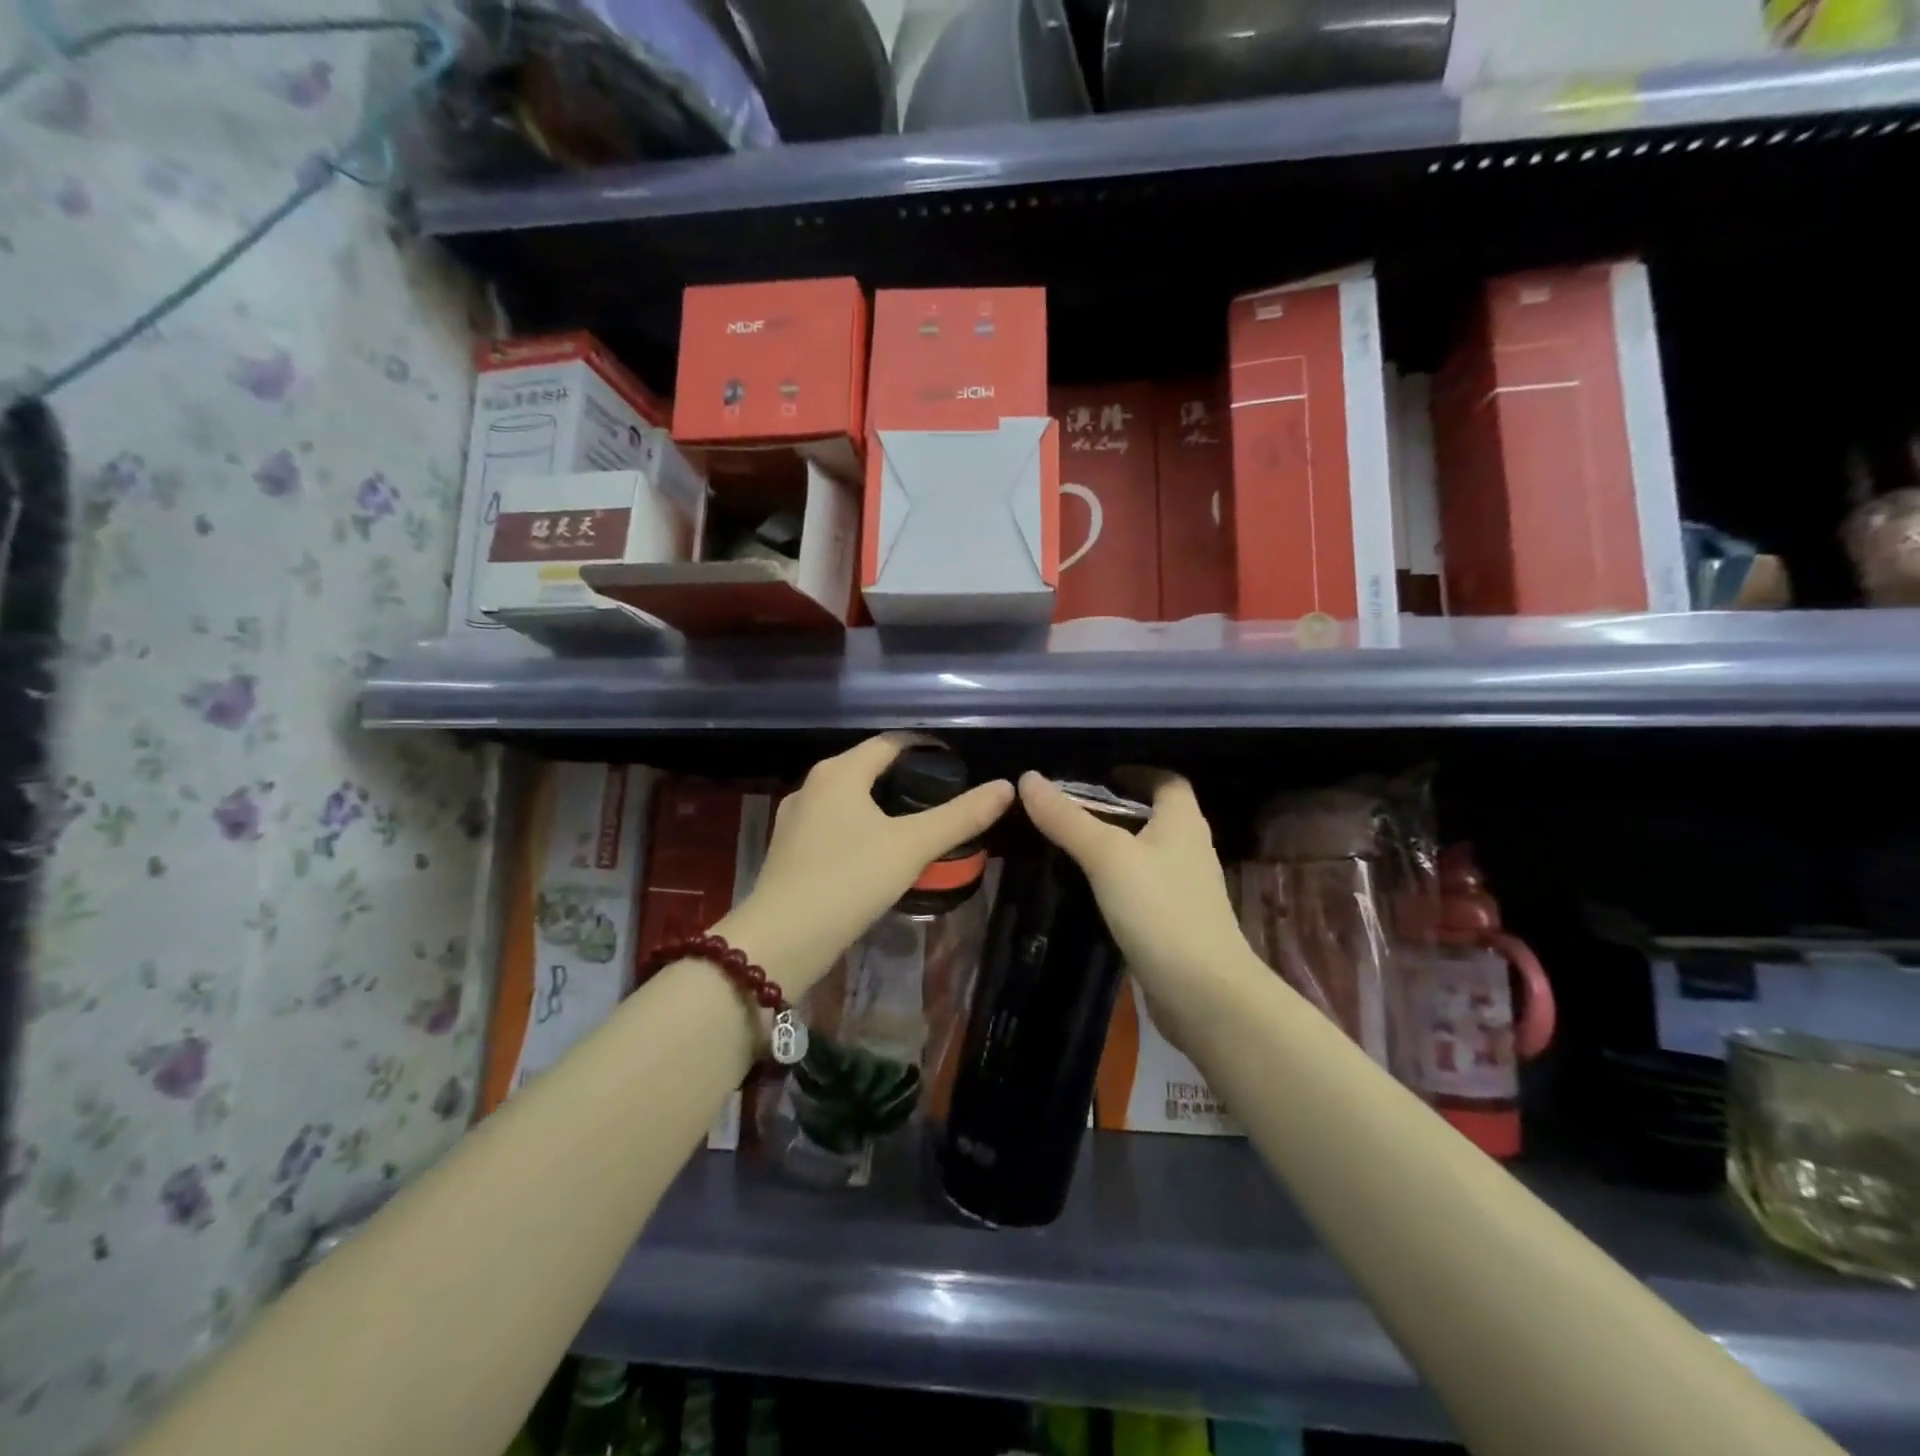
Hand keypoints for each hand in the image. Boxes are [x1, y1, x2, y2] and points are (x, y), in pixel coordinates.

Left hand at [718, 736, 1014, 996]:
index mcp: (839, 771)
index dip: (925, 748)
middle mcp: (812, 785)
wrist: (782, 939)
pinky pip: (834, 826)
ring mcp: (795, 818)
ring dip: (881, 806)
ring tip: (917, 825)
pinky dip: (860, 829)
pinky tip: (878, 854)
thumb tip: (1006, 787)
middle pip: (867, 768)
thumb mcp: (913, 846)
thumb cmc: (849, 880)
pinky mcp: (789, 850)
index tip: (956, 765)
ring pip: (849, 799)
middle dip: (905, 778)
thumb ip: (960, 816)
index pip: (890, 743)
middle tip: (945, 797)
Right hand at [1018, 770, 1256, 1048]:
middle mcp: (1189, 848)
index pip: (1166, 780)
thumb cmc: (1159, 910)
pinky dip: (1117, 881)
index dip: (1135, 772)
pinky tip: (1087, 890)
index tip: (1096, 776)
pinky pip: (1142, 887)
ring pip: (1145, 853)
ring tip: (1068, 846)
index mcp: (1183, 821)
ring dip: (1113, 846)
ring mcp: (1184, 888)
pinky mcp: (1174, 921)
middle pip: (1154, 815)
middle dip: (1114, 809)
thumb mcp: (1106, 856)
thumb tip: (1028, 778)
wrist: (1203, 993)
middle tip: (1068, 811)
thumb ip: (1067, 819)